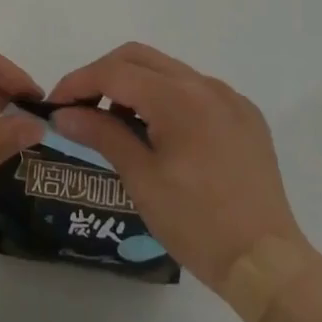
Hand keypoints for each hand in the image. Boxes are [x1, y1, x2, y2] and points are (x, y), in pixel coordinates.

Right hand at [49, 43, 313, 292]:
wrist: (267, 263)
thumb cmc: (197, 223)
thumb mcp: (141, 178)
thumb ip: (101, 134)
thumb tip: (63, 114)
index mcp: (179, 98)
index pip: (114, 72)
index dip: (78, 83)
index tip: (54, 105)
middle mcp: (206, 85)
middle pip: (139, 58)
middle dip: (103, 75)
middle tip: (79, 107)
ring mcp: (230, 99)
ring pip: (167, 71)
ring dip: (134, 85)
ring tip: (114, 122)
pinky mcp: (245, 117)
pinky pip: (195, 91)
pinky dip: (166, 98)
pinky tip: (158, 132)